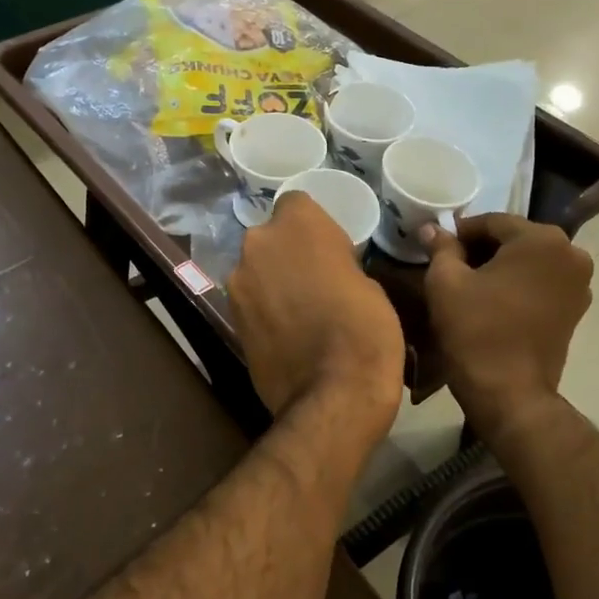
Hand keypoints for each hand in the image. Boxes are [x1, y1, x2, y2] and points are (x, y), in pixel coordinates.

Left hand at [230, 194, 404, 441]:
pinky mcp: (229, 317)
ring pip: (257, 268)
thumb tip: (327, 272)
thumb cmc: (366, 330)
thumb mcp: (369, 284)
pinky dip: (264, 308)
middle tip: (315, 279)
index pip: (297, 203)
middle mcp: (258, 242)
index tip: (330, 250)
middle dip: (288, 252)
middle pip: (271, 237)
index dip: (313, 226)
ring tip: (300, 311)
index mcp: (298, 223)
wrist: (333, 394)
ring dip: (273, 280)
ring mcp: (238, 281)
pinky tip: (286, 332)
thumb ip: (337, 264)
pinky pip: (250, 299)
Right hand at [423, 214, 593, 437]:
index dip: (460, 233)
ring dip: (501, 267)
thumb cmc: (476, 331)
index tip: (438, 248)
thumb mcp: (445, 282)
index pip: (492, 222)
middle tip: (450, 266)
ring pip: (530, 261)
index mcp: (541, 239)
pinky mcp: (577, 309)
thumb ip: (441, 248)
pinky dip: (518, 285)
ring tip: (470, 286)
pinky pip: (542, 283)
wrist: (510, 394)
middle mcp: (571, 253)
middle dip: (482, 249)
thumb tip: (431, 229)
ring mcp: (579, 283)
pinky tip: (494, 302)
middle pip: (515, 239)